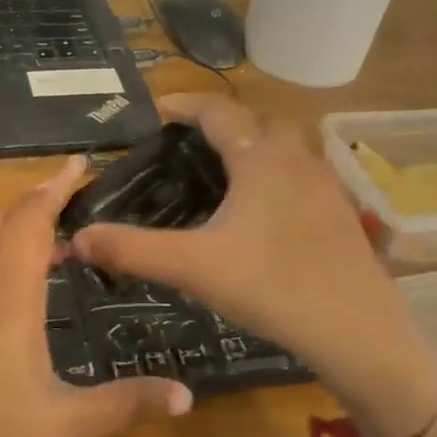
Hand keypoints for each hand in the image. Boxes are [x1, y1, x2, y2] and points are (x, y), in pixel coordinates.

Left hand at [0, 156, 191, 436]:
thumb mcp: (66, 430)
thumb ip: (126, 405)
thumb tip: (187, 395)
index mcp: (7, 303)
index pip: (28, 223)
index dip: (53, 188)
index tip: (77, 162)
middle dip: (32, 201)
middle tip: (73, 198)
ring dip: (12, 230)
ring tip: (56, 242)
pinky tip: (20, 293)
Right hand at [71, 96, 436, 436]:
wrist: (359, 332)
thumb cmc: (273, 288)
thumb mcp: (194, 267)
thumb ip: (133, 249)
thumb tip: (78, 236)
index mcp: (260, 158)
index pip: (217, 110)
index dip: (183, 104)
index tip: (154, 111)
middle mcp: (296, 159)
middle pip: (255, 120)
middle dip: (218, 122)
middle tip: (184, 144)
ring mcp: (324, 184)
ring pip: (283, 146)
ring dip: (250, 146)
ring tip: (218, 174)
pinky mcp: (339, 212)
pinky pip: (299, 173)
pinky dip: (272, 173)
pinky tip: (259, 212)